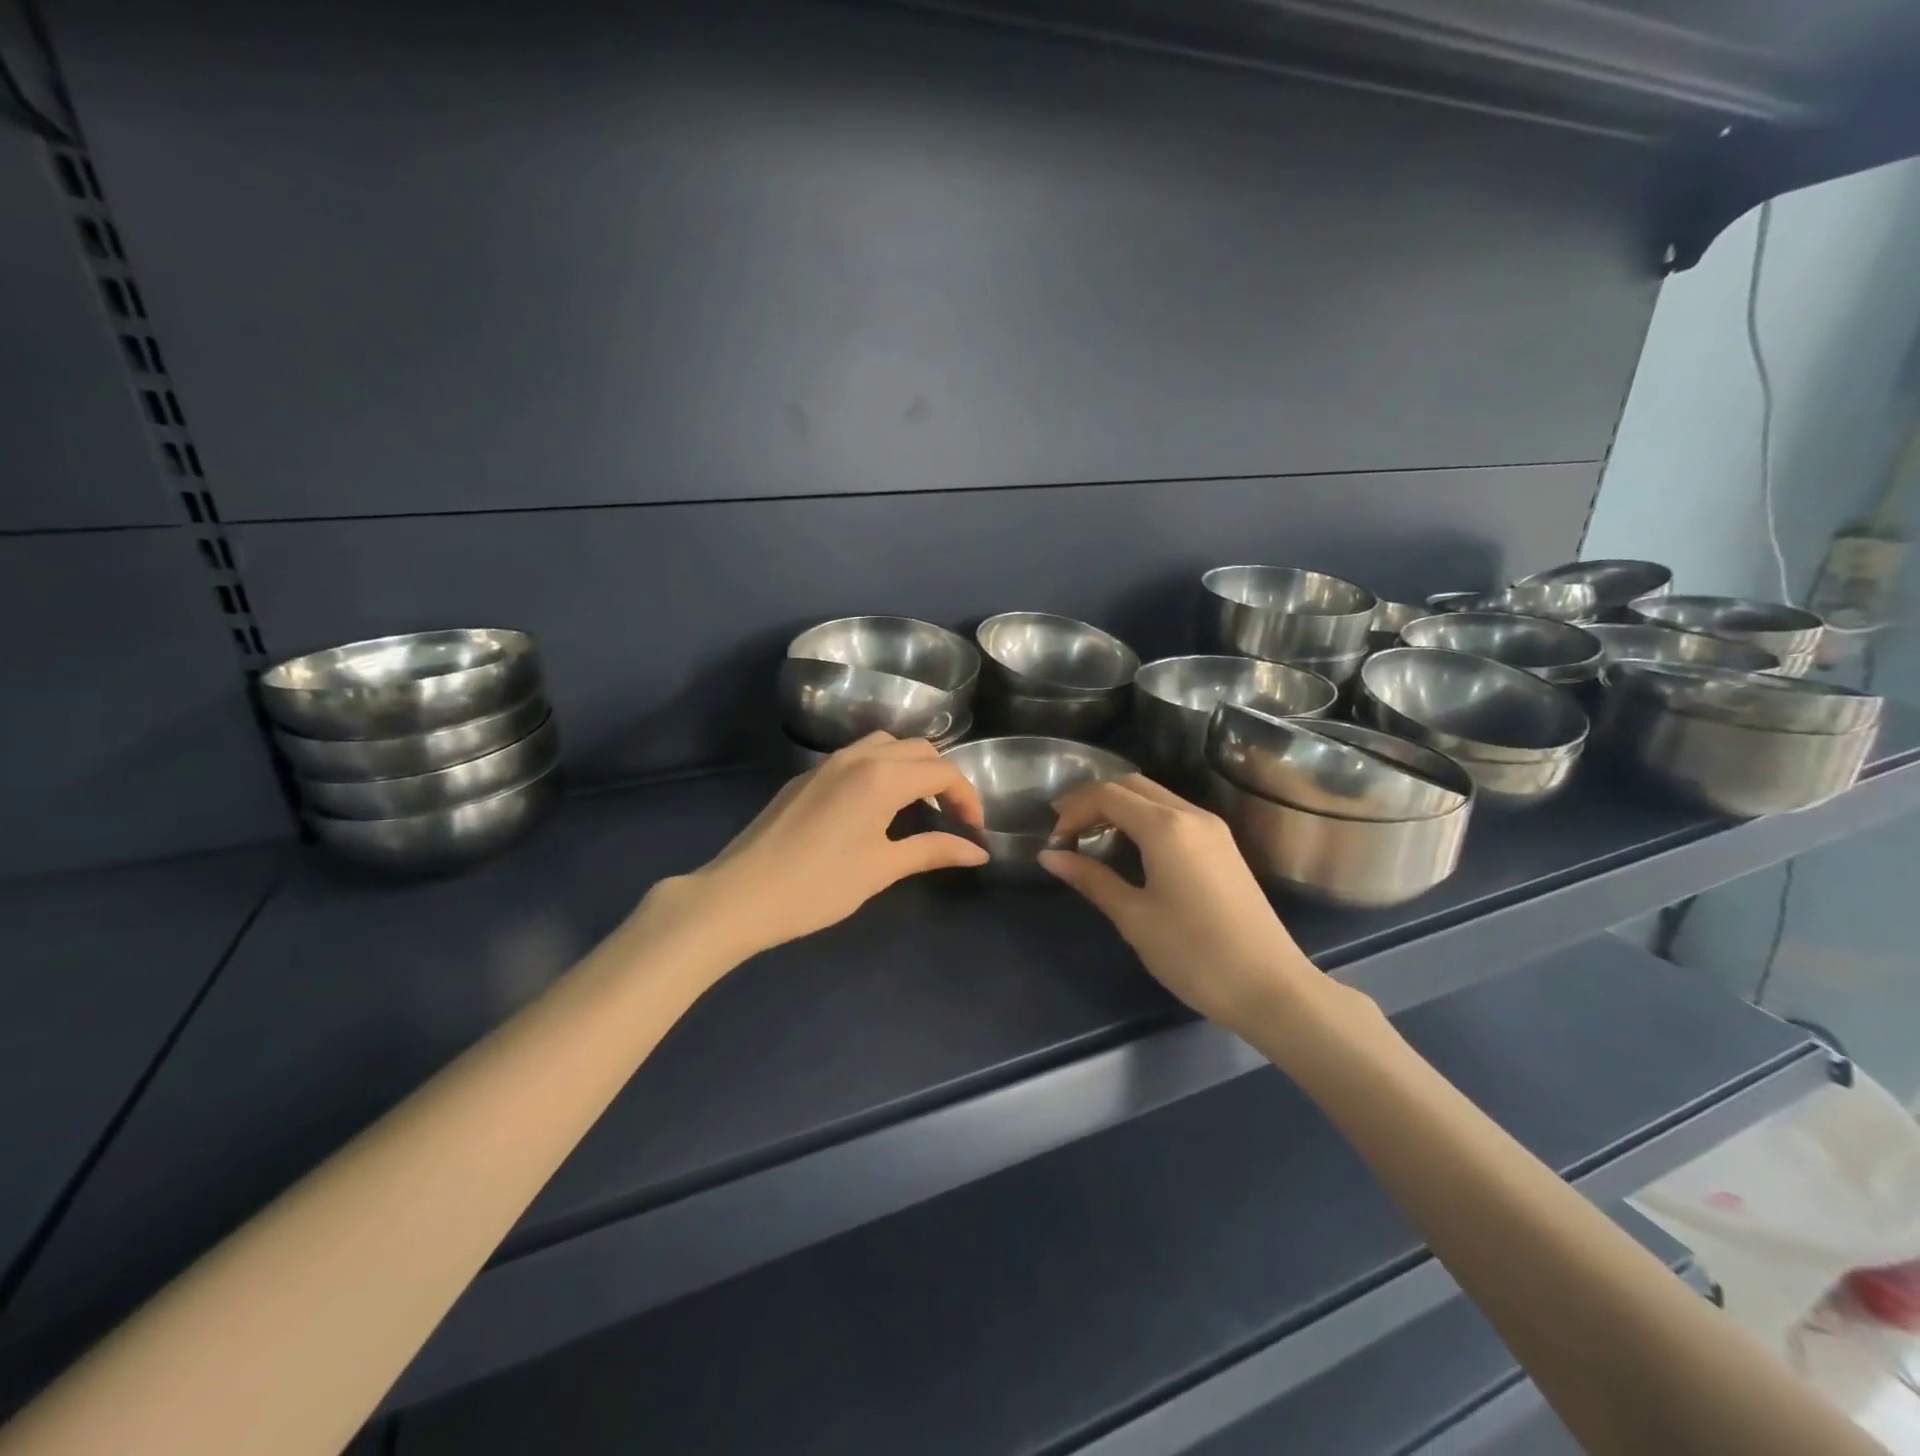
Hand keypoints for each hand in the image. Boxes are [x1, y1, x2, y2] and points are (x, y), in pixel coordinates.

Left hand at [663, 733, 988, 960]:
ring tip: (918, 806)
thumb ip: (932, 850)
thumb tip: (978, 850)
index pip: (941, 771)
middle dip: (943, 778)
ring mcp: (827, 763)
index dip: (966, 797)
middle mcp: (857, 757)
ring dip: (911, 767)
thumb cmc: (818, 886)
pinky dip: (881, 769)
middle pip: (918, 749)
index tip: (974, 830)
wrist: (739, 895)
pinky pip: (857, 757)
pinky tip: (875, 807)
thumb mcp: (881, 869)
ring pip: (885, 745)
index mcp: (881, 777)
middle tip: (952, 818)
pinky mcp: (806, 777)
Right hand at [1040, 775, 1322, 1037]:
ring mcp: (1213, 829)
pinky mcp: (1224, 847)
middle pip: (1132, 785)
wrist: (1271, 988)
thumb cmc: (1194, 953)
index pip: (1108, 795)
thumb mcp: (1134, 917)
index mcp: (1166, 826)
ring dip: (1120, 807)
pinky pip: (1175, 814)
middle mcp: (1191, 814)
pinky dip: (1144, 819)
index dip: (1074, 809)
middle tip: (1066, 830)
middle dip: (1094, 800)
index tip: (1054, 839)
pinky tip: (1131, 848)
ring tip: (1092, 838)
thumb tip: (1049, 855)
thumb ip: (1091, 879)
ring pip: (1156, 797)